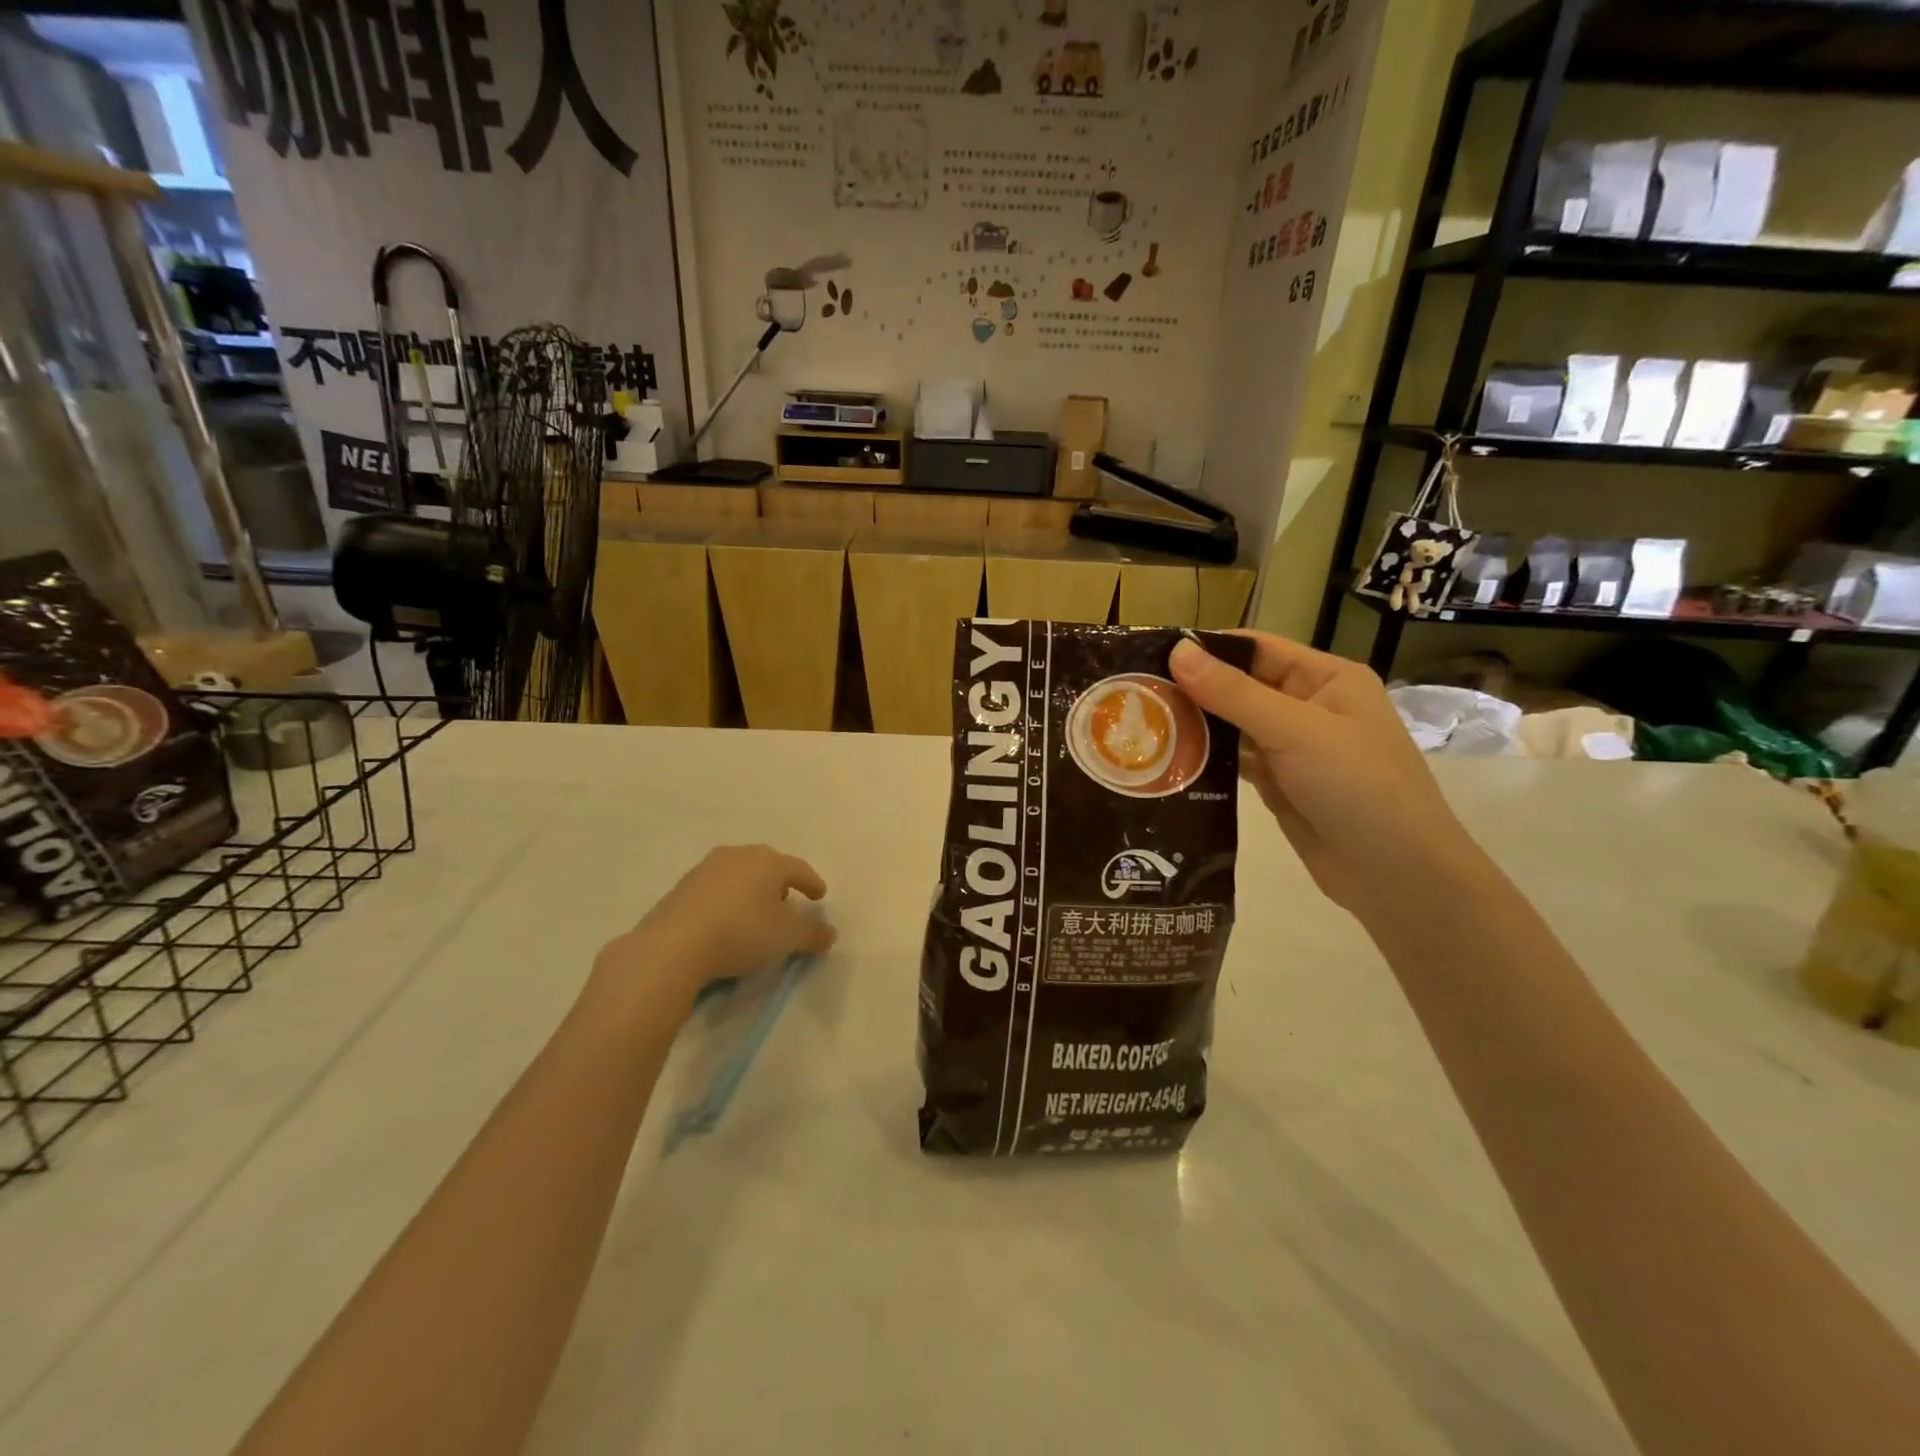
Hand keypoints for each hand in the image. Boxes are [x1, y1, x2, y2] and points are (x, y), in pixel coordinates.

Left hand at [595, 845, 835, 1012]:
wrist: (673, 946)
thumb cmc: (741, 933)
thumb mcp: (786, 938)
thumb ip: (812, 934)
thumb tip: (830, 933)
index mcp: (767, 862)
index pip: (798, 868)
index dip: (812, 883)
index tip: (820, 896)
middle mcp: (738, 856)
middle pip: (767, 865)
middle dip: (780, 881)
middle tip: (787, 900)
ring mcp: (706, 868)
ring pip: (739, 873)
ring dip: (751, 888)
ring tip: (756, 911)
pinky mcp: (682, 887)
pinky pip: (715, 888)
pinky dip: (727, 899)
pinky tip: (726, 919)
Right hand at [1170, 633, 1472, 914]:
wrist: (1397, 875)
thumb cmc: (1358, 786)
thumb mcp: (1296, 731)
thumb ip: (1234, 693)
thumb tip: (1177, 651)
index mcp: (1326, 679)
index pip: (1257, 649)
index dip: (1207, 649)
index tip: (1151, 654)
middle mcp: (1308, 707)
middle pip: (1240, 687)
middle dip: (1193, 689)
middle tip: (1134, 692)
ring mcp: (1292, 749)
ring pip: (1233, 726)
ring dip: (1195, 725)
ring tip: (1140, 723)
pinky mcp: (1278, 784)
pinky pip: (1234, 762)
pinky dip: (1205, 759)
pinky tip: (1167, 758)